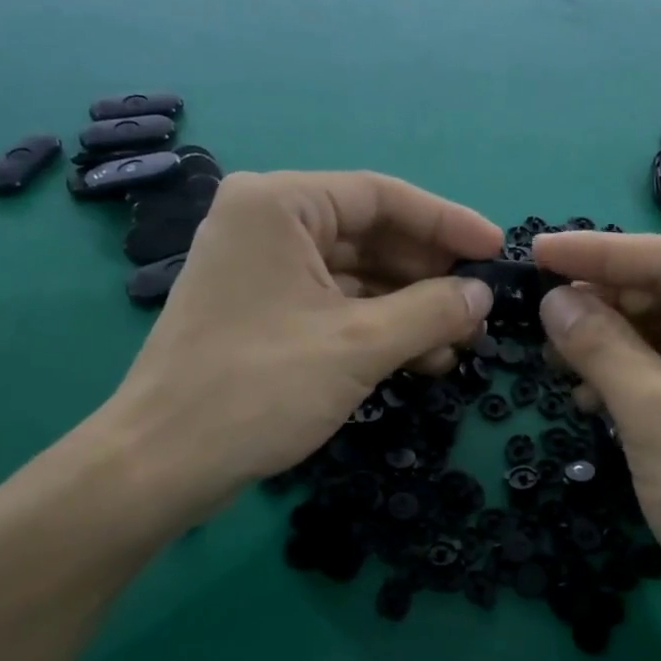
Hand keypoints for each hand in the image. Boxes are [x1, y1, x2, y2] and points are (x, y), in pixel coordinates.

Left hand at [99, 172, 499, 521]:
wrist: (163, 464)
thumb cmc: (259, 388)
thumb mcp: (359, 345)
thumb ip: (431, 311)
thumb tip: (482, 295)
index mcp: (279, 204)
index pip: (381, 196)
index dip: (447, 222)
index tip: (497, 250)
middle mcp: (265, 223)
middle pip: (368, 233)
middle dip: (428, 272)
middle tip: (480, 305)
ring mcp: (260, 269)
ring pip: (354, 274)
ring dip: (408, 306)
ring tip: (459, 343)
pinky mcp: (261, 312)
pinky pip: (333, 304)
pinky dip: (376, 327)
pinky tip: (420, 358)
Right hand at [528, 231, 660, 647]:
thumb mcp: (655, 415)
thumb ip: (600, 346)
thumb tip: (552, 299)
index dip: (596, 253)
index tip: (535, 253)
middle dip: (604, 306)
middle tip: (541, 320)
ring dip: (612, 345)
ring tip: (558, 364)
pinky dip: (634, 378)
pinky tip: (593, 399)